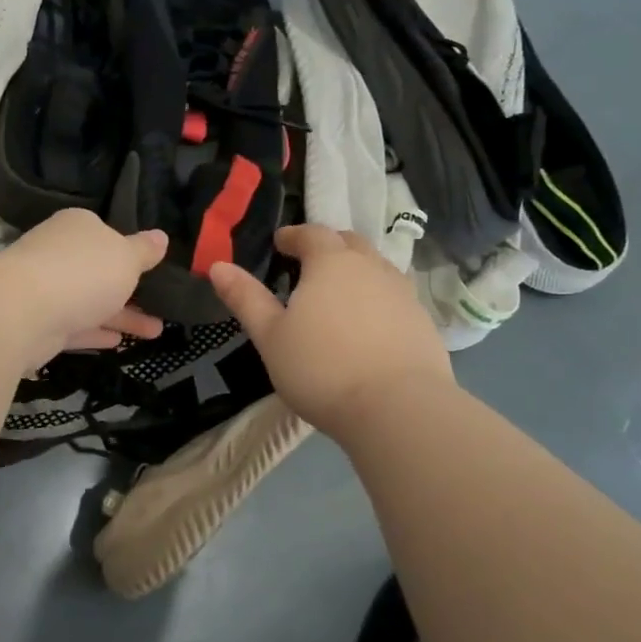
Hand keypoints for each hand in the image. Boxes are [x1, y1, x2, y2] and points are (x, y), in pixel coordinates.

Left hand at [0, 210, 167, 373]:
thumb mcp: (126, 258)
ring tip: (156, 332)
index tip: (150, 268)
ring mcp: (45, 289)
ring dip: (121, 316)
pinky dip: (95, 333)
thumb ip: (144, 251)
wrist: (22, 311)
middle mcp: (58, 254)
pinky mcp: (38, 324)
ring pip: (89, 302)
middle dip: (130, 290)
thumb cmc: (83, 272)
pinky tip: (118, 343)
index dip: (128, 250)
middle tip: (162, 307)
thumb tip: (161, 237)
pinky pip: (74, 327)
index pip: (105, 234)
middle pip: (98, 271)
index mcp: (77, 227)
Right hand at [209, 225, 451, 435]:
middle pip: (349, 242)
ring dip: (355, 270)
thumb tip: (218, 266)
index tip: (279, 243)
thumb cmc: (321, 368)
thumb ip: (245, 298)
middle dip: (327, 245)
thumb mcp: (270, 336)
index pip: (311, 234)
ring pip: (376, 267)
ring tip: (338, 293)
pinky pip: (393, 296)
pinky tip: (366, 324)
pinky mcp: (422, 321)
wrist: (397, 408)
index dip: (293, 235)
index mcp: (331, 263)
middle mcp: (371, 267)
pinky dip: (376, 298)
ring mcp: (403, 293)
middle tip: (308, 262)